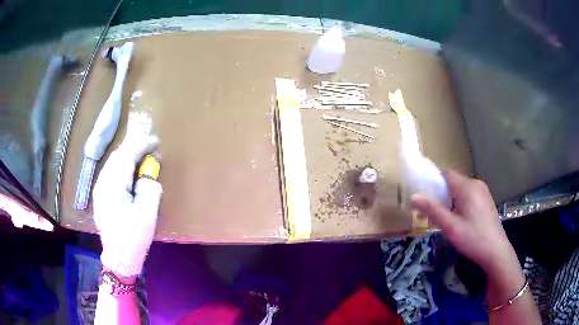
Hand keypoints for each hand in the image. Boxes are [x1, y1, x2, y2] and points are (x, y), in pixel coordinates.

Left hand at [93, 128, 161, 277]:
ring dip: (129, 156)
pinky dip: (123, 166)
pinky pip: (112, 172)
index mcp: (112, 187)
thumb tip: (148, 177)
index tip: (156, 142)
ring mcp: (100, 188)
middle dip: (135, 148)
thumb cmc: (133, 239)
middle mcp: (102, 183)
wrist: (118, 258)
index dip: (142, 145)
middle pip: (118, 156)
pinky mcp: (101, 194)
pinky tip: (132, 173)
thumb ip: (149, 190)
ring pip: (113, 162)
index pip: (126, 156)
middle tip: (152, 151)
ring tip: (144, 160)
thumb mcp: (147, 216)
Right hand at [410, 170, 515, 273]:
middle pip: (454, 181)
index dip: (435, 184)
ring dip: (452, 199)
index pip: (446, 174)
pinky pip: (470, 193)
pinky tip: (463, 219)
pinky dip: (462, 201)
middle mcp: (476, 183)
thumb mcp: (450, 227)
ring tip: (449, 219)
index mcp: (467, 187)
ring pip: (462, 188)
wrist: (496, 251)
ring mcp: (483, 190)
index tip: (428, 200)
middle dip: (443, 194)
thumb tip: (414, 196)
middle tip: (437, 214)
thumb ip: (433, 209)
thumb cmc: (472, 238)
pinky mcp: (487, 199)